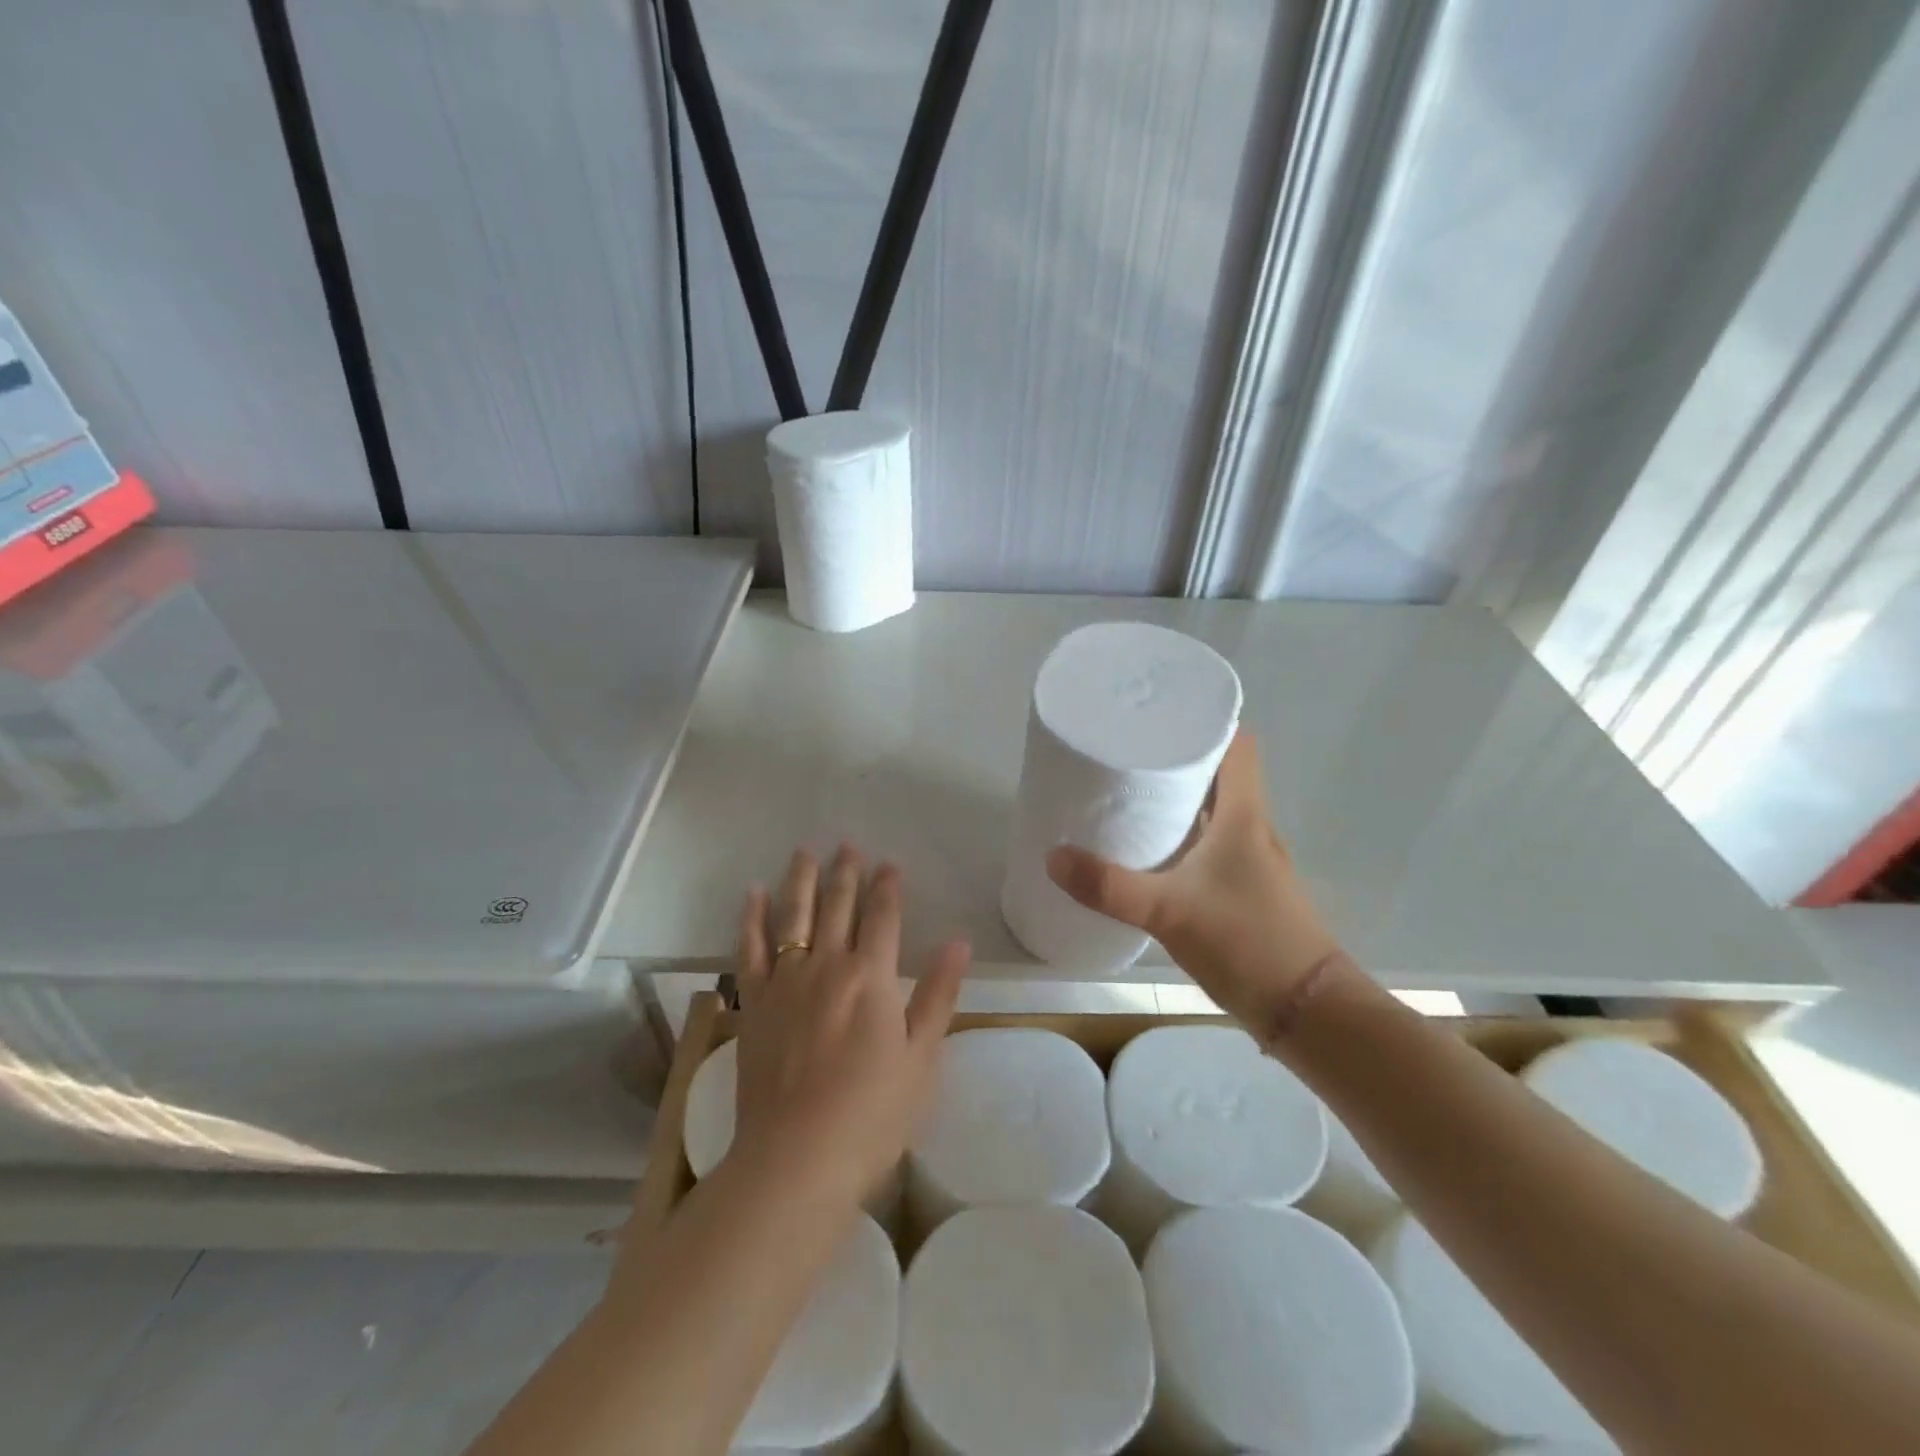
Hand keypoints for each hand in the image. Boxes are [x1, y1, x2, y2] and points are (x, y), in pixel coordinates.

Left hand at [729, 844, 970, 1210]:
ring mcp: (786, 981)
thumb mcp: (922, 1057)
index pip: (883, 915)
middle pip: (838, 906)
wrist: (796, 1158)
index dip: (888, 886)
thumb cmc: (872, 1114)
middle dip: (846, 872)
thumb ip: (939, 994)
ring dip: (802, 881)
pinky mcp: (754, 1002)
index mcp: (873, 976)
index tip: (890, 863)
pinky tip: (753, 893)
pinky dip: (752, 918)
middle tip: (848, 844)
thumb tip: (958, 941)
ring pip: (795, 916)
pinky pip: (750, 948)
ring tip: (805, 852)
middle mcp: (828, 965)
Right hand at [1046, 731, 1341, 1030]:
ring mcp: (1252, 862)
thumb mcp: (1169, 912)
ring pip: (1214, 813)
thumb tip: (1053, 857)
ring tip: (1128, 799)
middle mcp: (1253, 829)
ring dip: (1178, 802)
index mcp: (1245, 815)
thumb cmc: (1246, 943)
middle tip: (1126, 757)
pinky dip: (1184, 839)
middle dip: (1176, 762)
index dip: (1204, 724)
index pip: (1237, 746)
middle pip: (1219, 776)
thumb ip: (1109, 887)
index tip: (1160, 719)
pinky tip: (1151, 855)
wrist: (1307, 1013)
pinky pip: (1211, 847)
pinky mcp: (1246, 891)